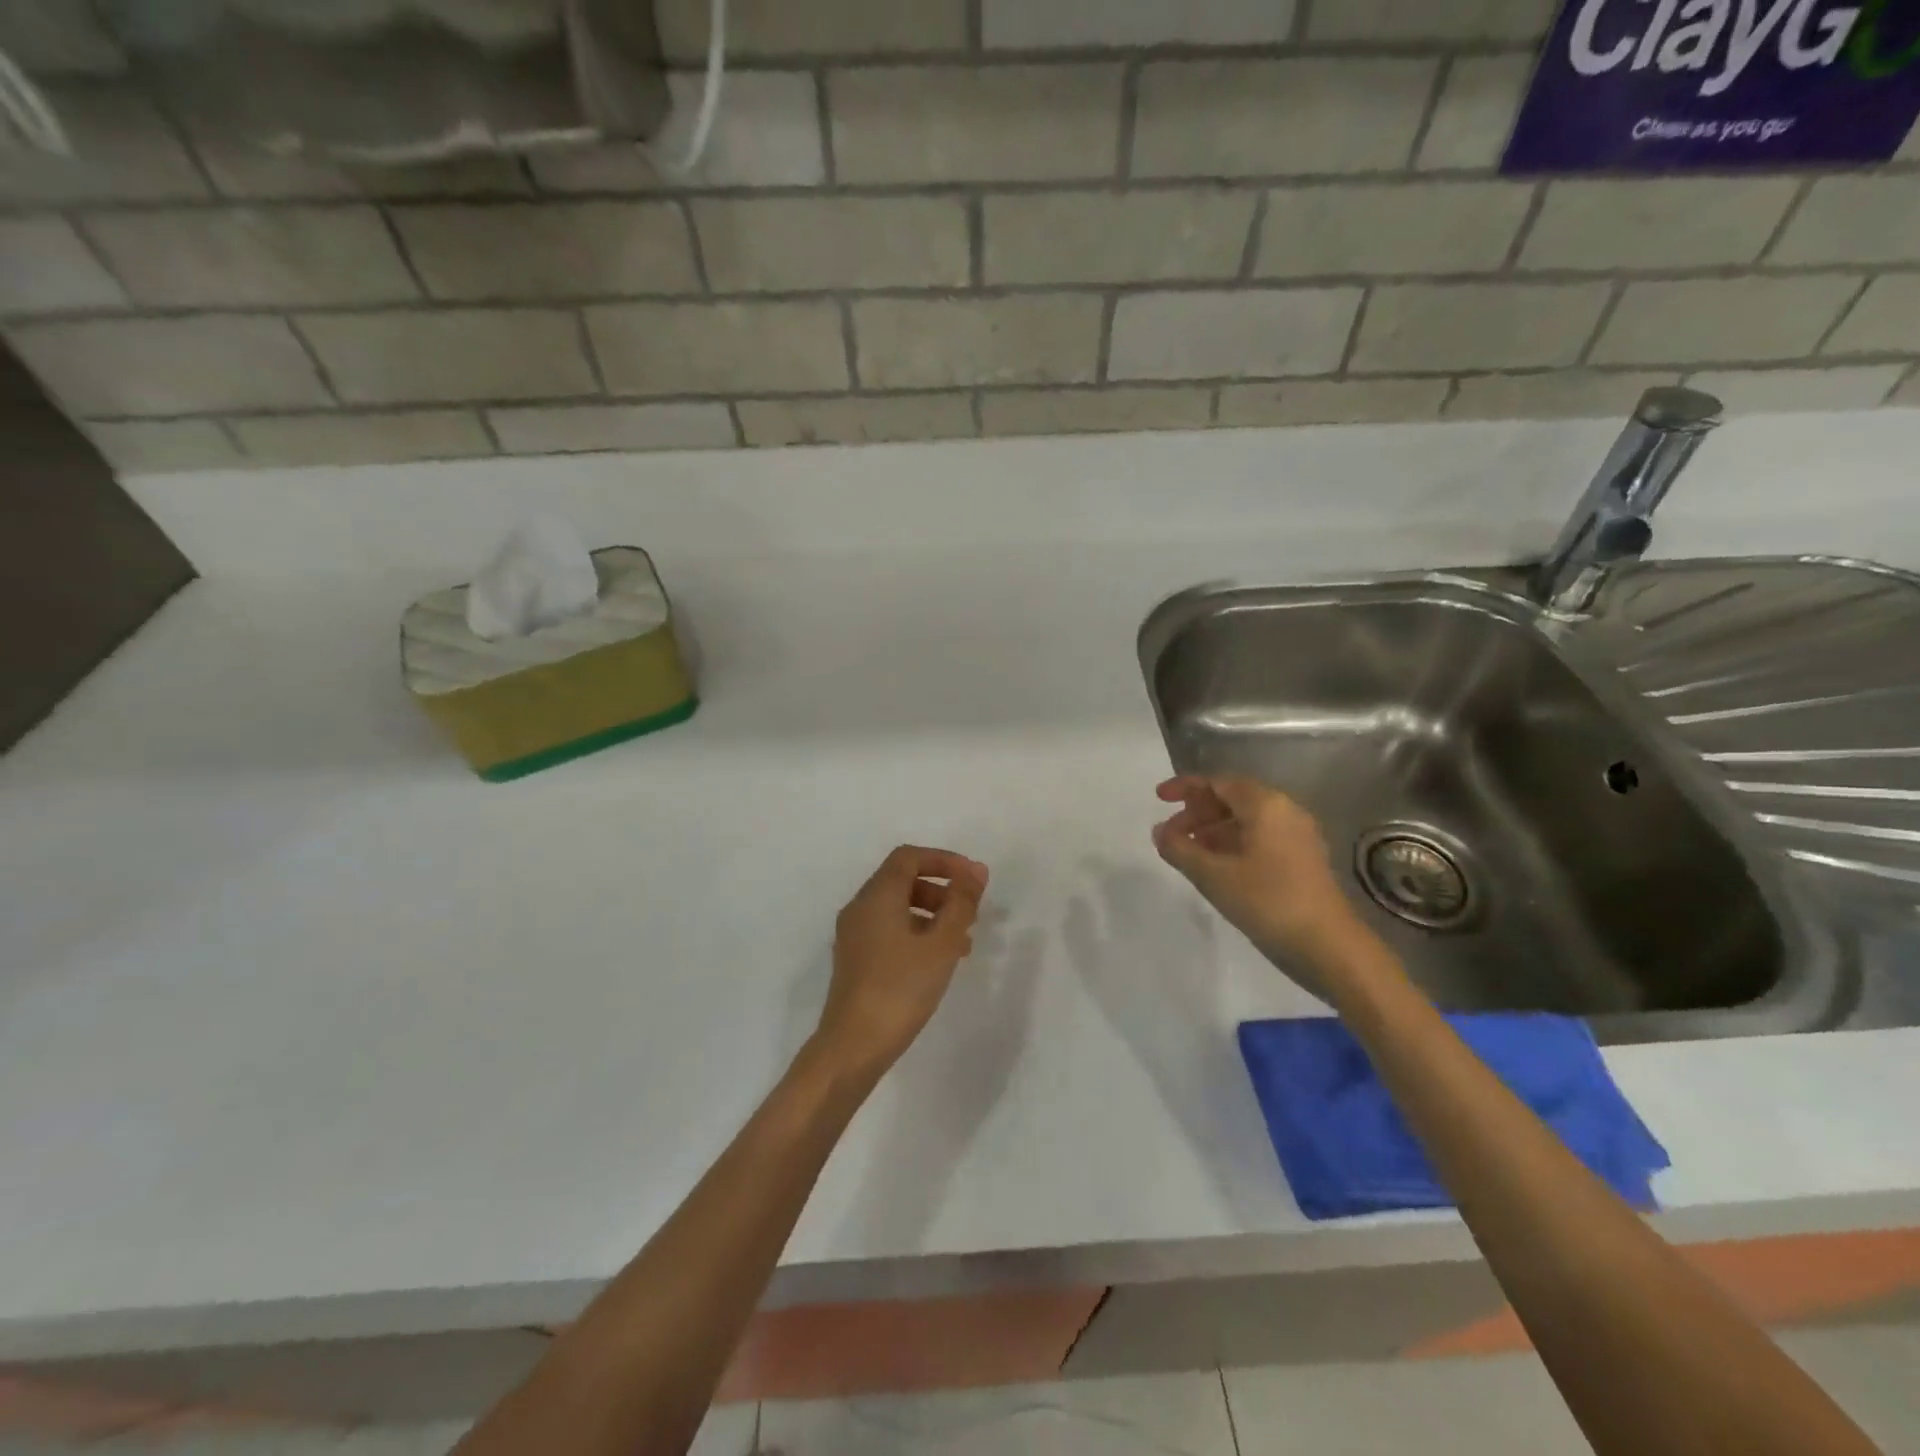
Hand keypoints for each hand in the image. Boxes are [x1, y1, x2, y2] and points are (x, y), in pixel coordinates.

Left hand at [812, 845, 988, 1080]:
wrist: (853, 1046)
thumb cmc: (901, 988)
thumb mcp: (941, 944)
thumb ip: (961, 903)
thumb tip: (975, 871)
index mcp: (877, 896)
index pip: (909, 858)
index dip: (944, 860)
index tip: (974, 880)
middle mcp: (860, 907)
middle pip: (902, 880)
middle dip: (941, 889)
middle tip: (970, 913)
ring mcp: (854, 935)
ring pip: (897, 908)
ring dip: (932, 914)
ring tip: (962, 942)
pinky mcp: (855, 959)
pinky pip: (889, 930)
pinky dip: (917, 933)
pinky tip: (938, 961)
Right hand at [1152, 776, 1370, 995]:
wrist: (1329, 946)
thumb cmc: (1268, 901)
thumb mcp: (1213, 875)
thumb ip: (1180, 848)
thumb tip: (1159, 831)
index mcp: (1266, 805)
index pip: (1218, 782)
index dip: (1185, 787)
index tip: (1159, 799)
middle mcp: (1285, 811)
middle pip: (1232, 798)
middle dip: (1197, 812)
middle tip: (1170, 834)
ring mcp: (1297, 836)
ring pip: (1246, 820)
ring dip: (1212, 830)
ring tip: (1187, 853)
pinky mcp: (1302, 859)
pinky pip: (1259, 838)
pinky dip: (1232, 844)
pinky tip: (1215, 867)